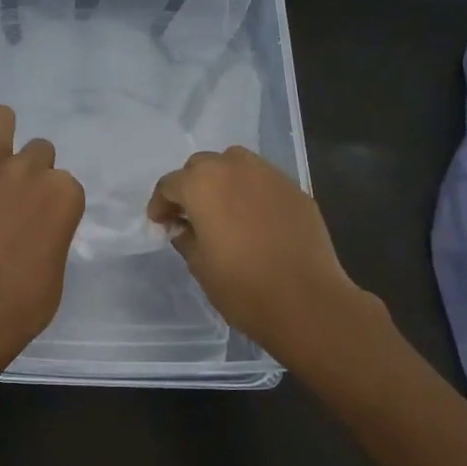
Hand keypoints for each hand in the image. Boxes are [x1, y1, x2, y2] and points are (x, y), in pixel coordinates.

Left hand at [0, 105, 85, 350]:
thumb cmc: (26, 300)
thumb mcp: (55, 266)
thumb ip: (50, 237)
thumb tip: (34, 237)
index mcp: (66, 195)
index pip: (64, 182)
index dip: (49, 200)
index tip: (36, 221)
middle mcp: (32, 171)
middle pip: (38, 150)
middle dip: (27, 170)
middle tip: (10, 198)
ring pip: (0, 118)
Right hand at [147, 145, 376, 358]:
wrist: (307, 301)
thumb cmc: (242, 286)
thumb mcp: (199, 265)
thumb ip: (185, 237)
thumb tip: (184, 227)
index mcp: (202, 185)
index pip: (170, 184)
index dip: (160, 204)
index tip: (160, 223)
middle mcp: (234, 168)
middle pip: (202, 165)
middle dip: (190, 186)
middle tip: (189, 215)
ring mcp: (269, 176)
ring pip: (235, 164)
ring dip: (222, 179)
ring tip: (222, 209)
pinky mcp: (295, 190)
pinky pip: (263, 181)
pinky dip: (251, 192)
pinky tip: (254, 220)